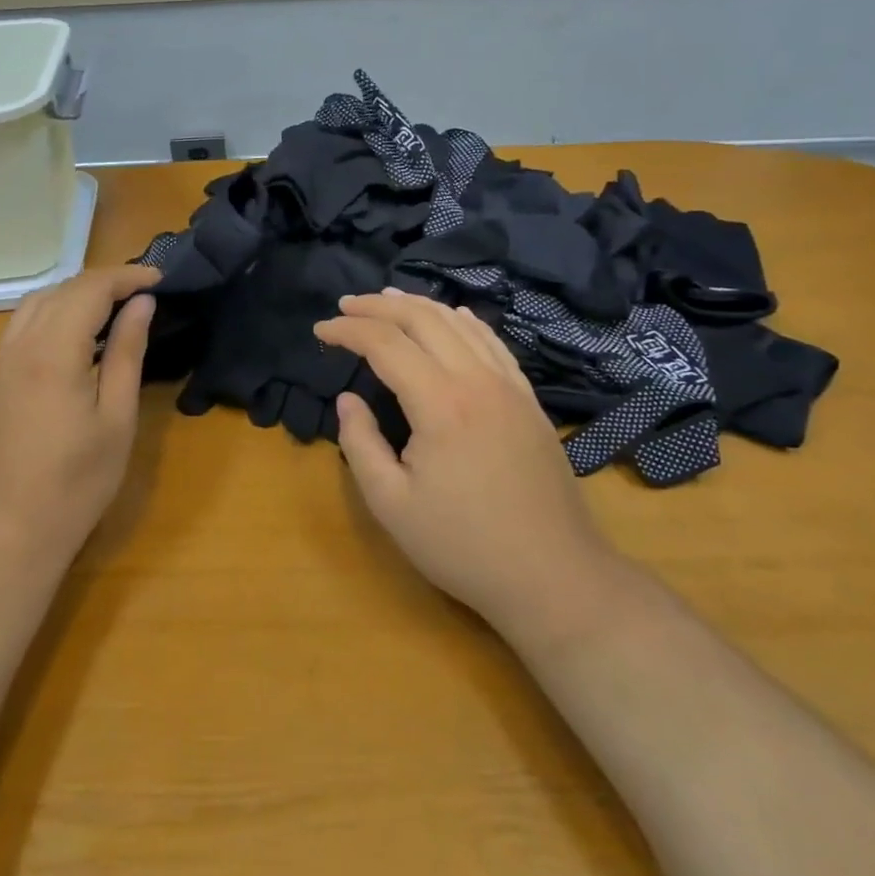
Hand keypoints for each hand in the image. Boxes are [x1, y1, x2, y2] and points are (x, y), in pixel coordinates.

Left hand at [0, 265, 159, 562]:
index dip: (127, 277)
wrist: (4, 535)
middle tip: (142, 294)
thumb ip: (126, 354)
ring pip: (35, 304)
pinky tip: (75, 340)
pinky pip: (21, 328)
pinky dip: (52, 316)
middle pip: (60, 290)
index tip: (160, 280)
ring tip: (112, 310)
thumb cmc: (74, 484)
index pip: (90, 289)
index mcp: (52, 352)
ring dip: (74, 295)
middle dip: (103, 282)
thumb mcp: (116, 420)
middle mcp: (18, 346)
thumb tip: (141, 306)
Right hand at [316, 291, 624, 640]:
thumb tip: (348, 399)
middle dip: (379, 305)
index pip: (385, 343)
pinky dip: (463, 322)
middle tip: (346, 305)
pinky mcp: (528, 400)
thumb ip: (361, 443)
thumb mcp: (391, 504)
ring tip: (387, 300)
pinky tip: (452, 318)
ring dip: (418, 306)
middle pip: (423, 319)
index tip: (320, 329)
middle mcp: (476, 379)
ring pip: (460, 323)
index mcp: (439, 403)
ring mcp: (509, 386)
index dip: (347, 330)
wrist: (553, 575)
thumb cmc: (463, 545)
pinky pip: (493, 342)